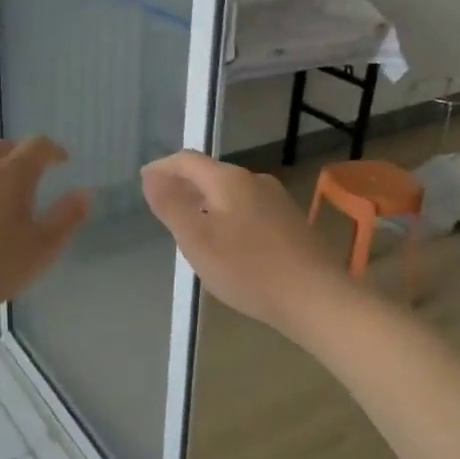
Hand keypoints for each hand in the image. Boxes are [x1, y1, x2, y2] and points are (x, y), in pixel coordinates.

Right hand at [141, 150, 345, 335]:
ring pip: (230, 193)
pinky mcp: (291, 222)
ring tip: (190, 228)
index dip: (162, 168)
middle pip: (210, 174)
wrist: (315, 298)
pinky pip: (248, 209)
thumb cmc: (247, 269)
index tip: (144, 182)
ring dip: (206, 203)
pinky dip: (227, 217)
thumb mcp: (196, 239)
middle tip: (163, 207)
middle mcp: (255, 181)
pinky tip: (226, 243)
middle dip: (183, 186)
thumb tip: (151, 176)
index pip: (187, 160)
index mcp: (229, 180)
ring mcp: (277, 200)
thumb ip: (170, 205)